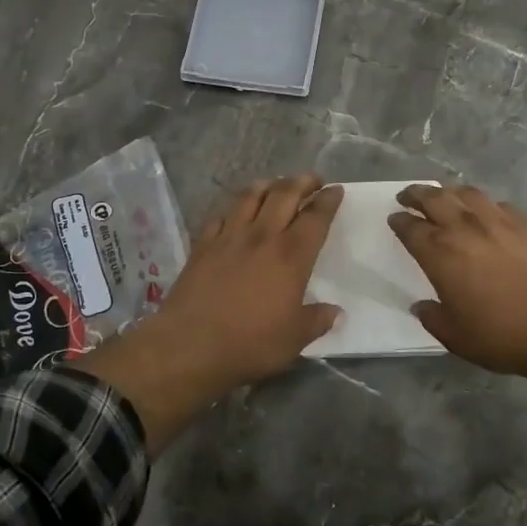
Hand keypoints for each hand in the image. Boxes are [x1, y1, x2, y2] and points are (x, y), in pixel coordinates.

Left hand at [86, 175, 341, 448]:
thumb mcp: (294, 339)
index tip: (336, 190)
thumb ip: (317, 320)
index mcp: (291, 256)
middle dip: (302, 182)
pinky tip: (235, 211)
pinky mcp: (202, 245)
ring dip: (268, 185)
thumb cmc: (250, 343)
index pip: (315, 218)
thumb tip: (336, 311)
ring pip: (250, 197)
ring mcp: (229, 237)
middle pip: (284, 195)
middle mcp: (262, 236)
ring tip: (276, 184)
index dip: (328, 200)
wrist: (190, 346)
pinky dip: (233, 208)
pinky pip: (220, 215)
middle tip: (313, 179)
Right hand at [388, 184, 526, 387]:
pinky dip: (483, 204)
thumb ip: (433, 318)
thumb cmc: (503, 336)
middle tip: (408, 195)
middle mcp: (466, 229)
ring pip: (467, 193)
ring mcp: (499, 222)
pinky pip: (498, 204)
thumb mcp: (456, 337)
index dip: (400, 221)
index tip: (394, 218)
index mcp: (441, 254)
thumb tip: (422, 306)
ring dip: (450, 192)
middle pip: (435, 198)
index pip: (412, 228)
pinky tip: (486, 212)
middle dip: (417, 194)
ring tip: (445, 196)